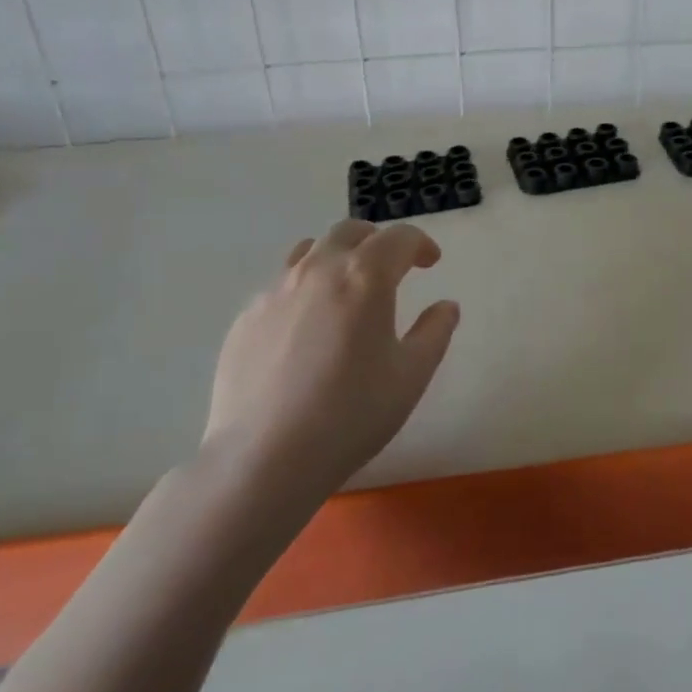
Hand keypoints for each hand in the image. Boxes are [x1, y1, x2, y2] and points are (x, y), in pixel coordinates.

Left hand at [202, 220, 459, 493]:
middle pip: (350, 232)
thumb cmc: (351, 414)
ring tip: (346, 288)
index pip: (399, 238)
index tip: (430, 262)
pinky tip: (307, 330)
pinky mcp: (246, 318)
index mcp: (365, 276)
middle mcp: (319, 269)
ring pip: (310, 251)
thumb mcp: (411, 376)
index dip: (420, 244)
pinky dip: (304, 290)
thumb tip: (446, 307)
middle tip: (391, 267)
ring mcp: (275, 291)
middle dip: (377, 241)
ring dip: (336, 257)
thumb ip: (435, 332)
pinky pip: (281, 286)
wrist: (263, 459)